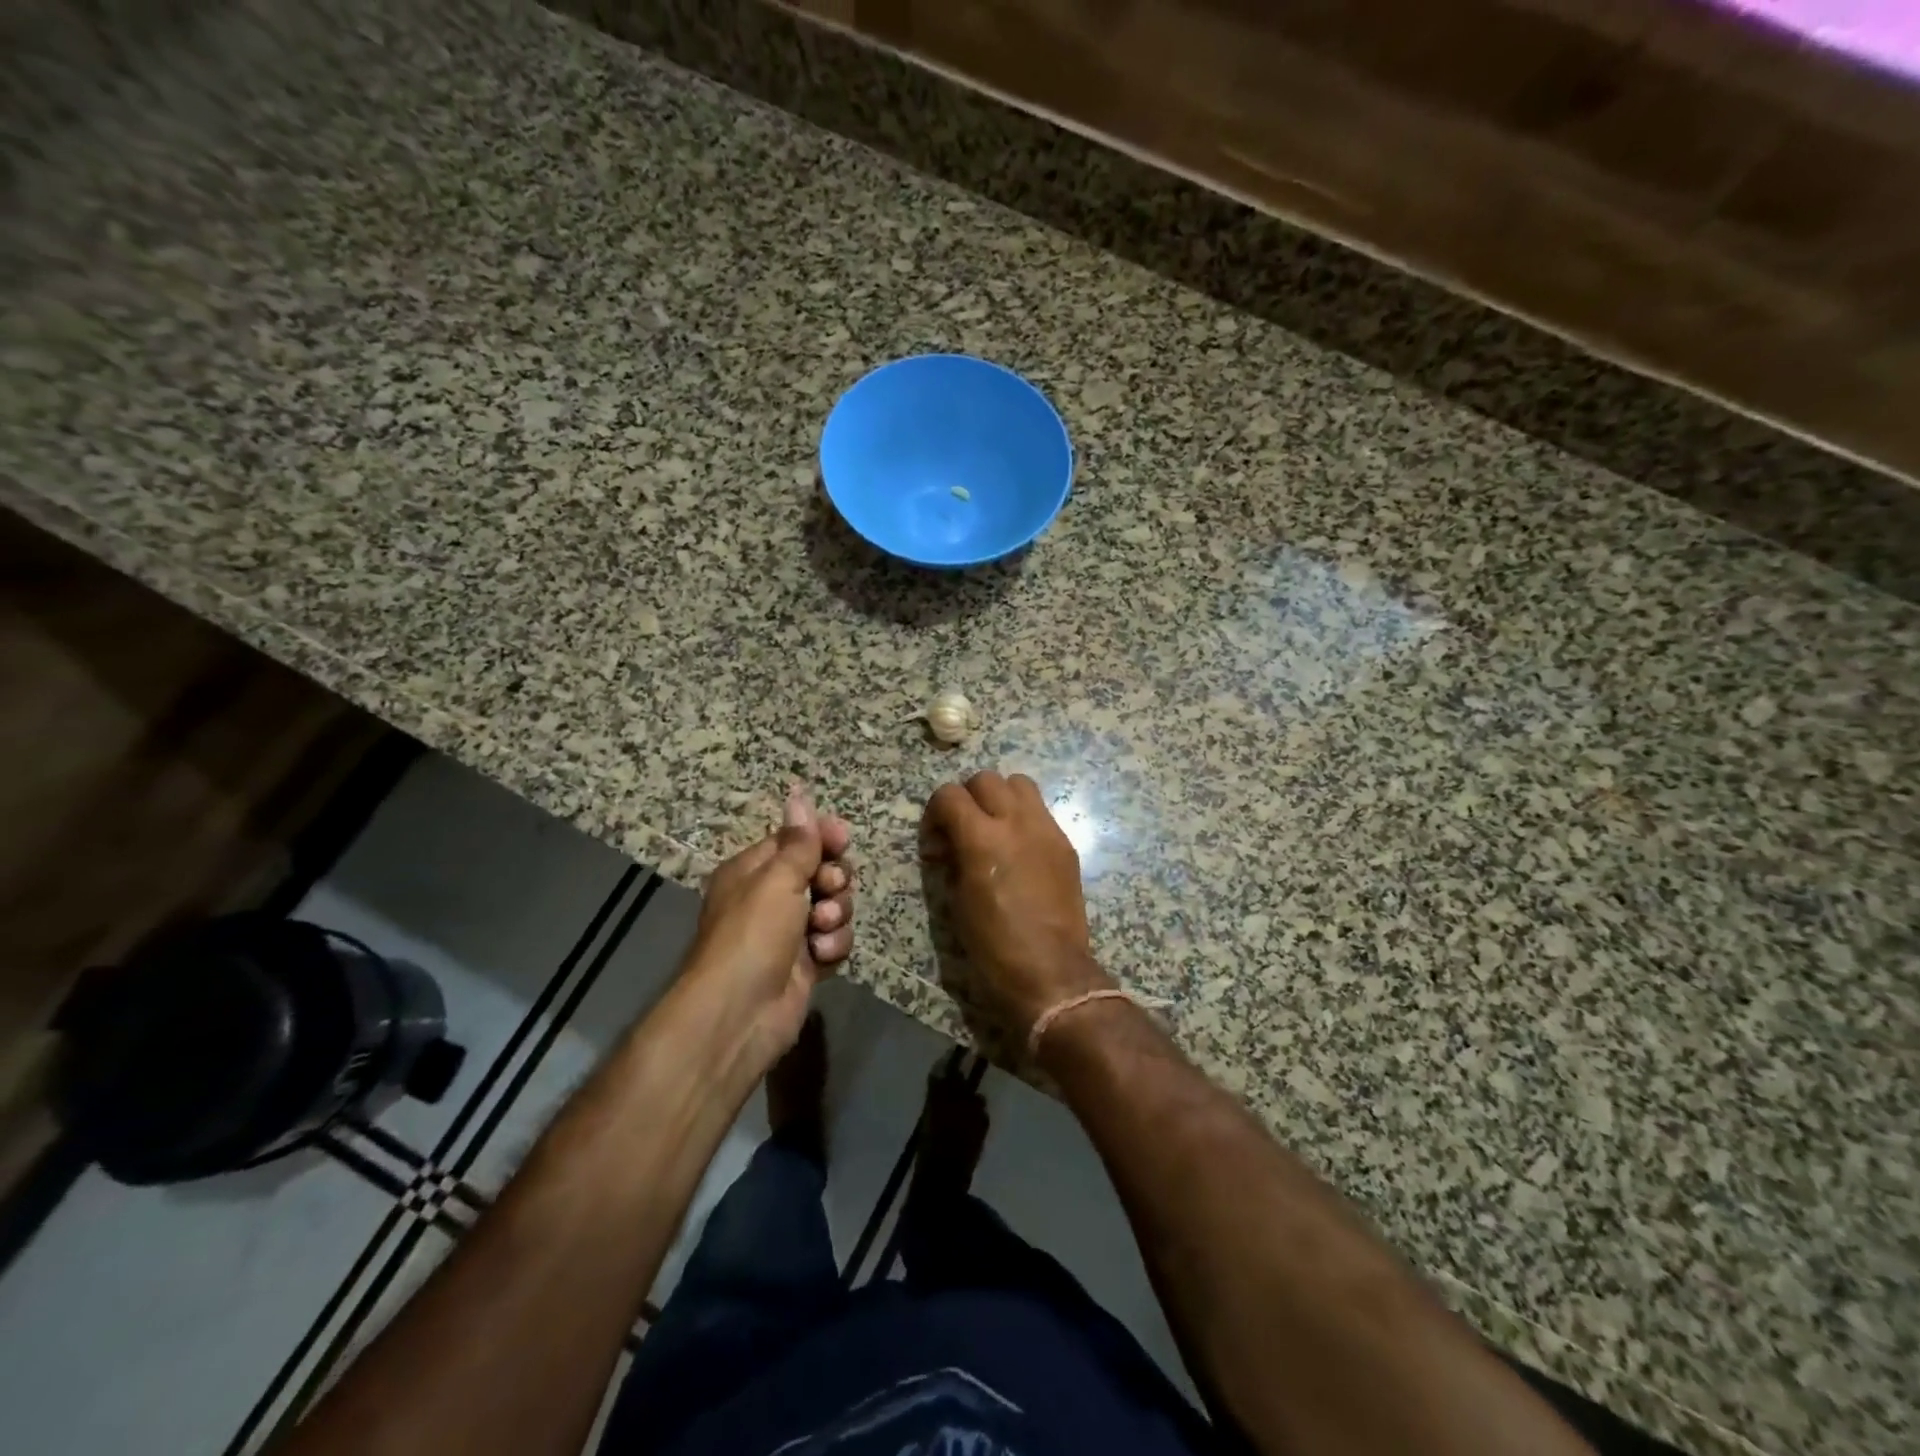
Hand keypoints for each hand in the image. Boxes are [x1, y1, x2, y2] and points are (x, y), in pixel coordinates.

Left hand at [688, 785, 853, 1054]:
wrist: (739, 1013)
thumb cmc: (752, 934)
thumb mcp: (777, 879)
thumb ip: (799, 841)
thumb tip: (798, 794)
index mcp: (753, 871)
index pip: (795, 840)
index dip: (822, 837)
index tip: (843, 838)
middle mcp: (771, 897)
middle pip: (821, 871)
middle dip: (833, 880)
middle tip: (829, 888)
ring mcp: (789, 931)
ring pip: (834, 906)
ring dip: (835, 915)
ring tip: (820, 930)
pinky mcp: (806, 963)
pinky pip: (834, 940)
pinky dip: (833, 945)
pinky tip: (822, 956)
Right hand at [920, 770, 1112, 1040]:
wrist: (1049, 971)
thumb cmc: (993, 945)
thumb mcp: (958, 901)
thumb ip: (953, 858)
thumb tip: (949, 844)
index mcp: (982, 839)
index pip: (950, 794)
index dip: (935, 812)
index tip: (936, 840)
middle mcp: (1016, 823)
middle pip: (986, 779)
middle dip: (968, 798)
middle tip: (963, 829)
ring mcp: (1046, 830)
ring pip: (1019, 784)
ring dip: (1001, 798)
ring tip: (995, 828)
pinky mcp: (1065, 844)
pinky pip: (1041, 812)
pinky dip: (1024, 818)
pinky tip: (1019, 849)